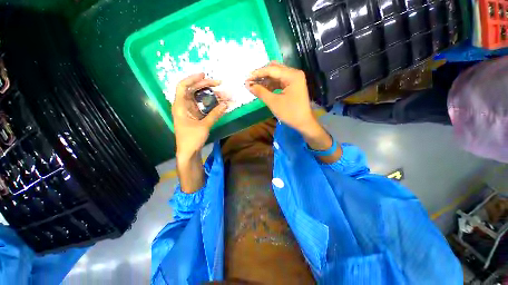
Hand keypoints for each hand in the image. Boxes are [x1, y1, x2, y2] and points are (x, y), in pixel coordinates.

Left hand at [172, 73, 227, 160]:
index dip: (193, 78)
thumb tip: (226, 104)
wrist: (188, 152)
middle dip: (206, 86)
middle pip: (193, 90)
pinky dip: (211, 104)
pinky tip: (220, 103)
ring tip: (223, 94)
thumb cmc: (191, 139)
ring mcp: (190, 111)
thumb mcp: (204, 126)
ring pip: (200, 98)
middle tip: (219, 84)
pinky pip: (203, 106)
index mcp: (180, 106)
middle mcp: (184, 106)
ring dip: (211, 95)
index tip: (205, 74)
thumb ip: (215, 114)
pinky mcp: (195, 116)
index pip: (183, 86)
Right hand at [245, 62, 318, 135]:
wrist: (303, 123)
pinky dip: (271, 85)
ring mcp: (294, 79)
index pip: (271, 69)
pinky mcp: (293, 85)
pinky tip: (264, 89)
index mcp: (292, 75)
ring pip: (276, 75)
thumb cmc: (290, 113)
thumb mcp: (273, 102)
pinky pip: (279, 81)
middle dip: (261, 75)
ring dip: (265, 80)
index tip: (246, 78)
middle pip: (274, 69)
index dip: (257, 73)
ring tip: (255, 86)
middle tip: (250, 81)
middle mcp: (294, 73)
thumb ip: (260, 92)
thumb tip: (247, 85)